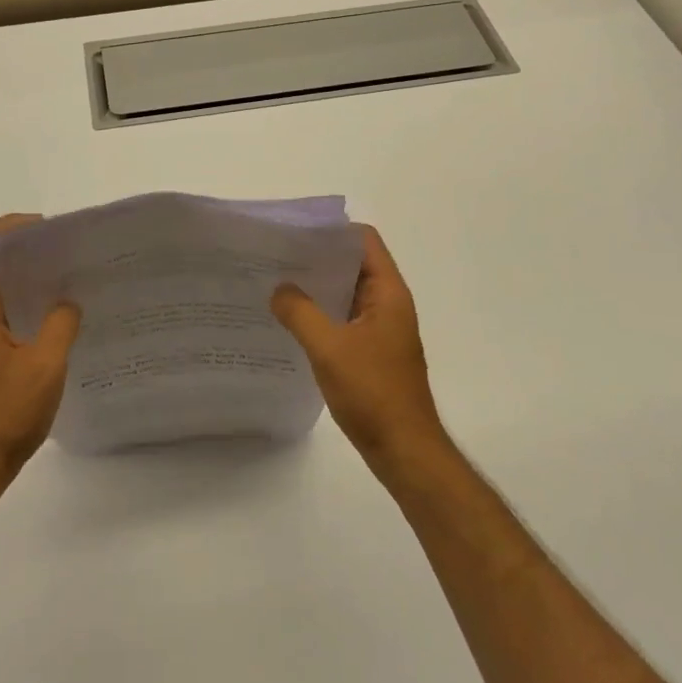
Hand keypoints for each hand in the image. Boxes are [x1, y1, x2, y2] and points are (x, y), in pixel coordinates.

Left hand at [0, 215, 81, 488]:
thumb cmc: (3, 413)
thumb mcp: (44, 365)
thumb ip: (60, 324)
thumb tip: (68, 302)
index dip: (7, 227)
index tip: (43, 229)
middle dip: (23, 253)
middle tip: (63, 253)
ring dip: (25, 283)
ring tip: (65, 283)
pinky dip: (23, 310)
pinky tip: (53, 325)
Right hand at [271, 225, 448, 471]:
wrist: (405, 452)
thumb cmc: (373, 393)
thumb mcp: (329, 348)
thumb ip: (300, 312)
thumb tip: (279, 289)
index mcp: (388, 293)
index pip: (363, 241)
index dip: (333, 230)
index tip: (296, 232)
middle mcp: (388, 304)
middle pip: (353, 264)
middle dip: (317, 257)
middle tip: (276, 255)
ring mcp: (381, 329)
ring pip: (346, 293)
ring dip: (317, 287)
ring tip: (276, 282)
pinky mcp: (371, 352)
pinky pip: (343, 319)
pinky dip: (321, 313)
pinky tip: (291, 320)